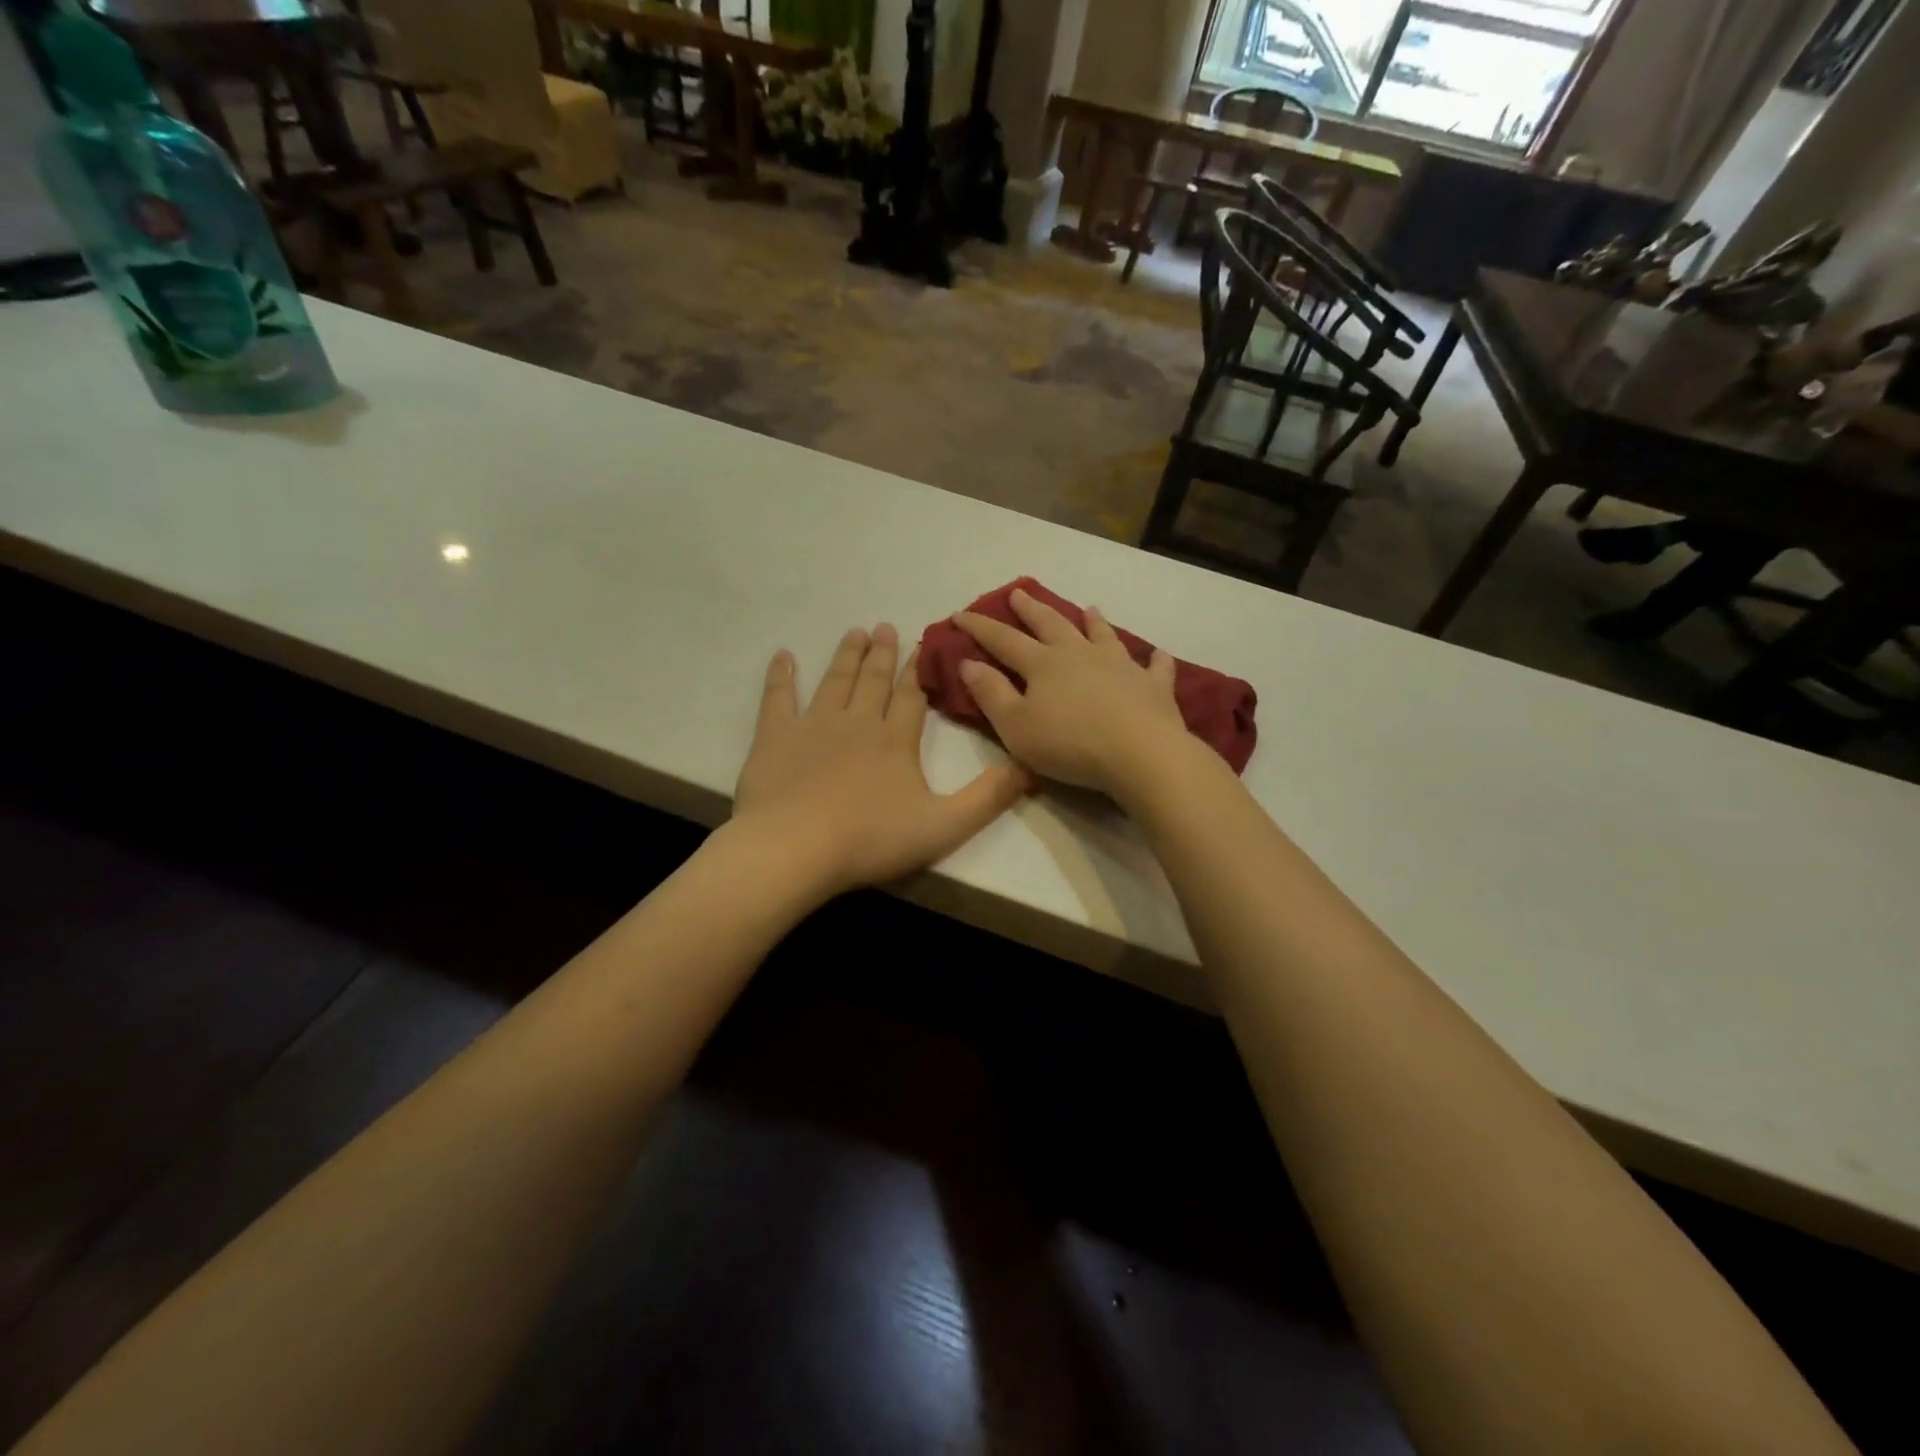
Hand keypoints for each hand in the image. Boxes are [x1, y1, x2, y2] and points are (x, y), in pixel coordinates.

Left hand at [733, 624, 1030, 895]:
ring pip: (834, 680)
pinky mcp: (775, 737)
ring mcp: (813, 725)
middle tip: (886, 627)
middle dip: (883, 653)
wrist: (795, 847)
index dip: (919, 670)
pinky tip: (783, 656)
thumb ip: (987, 798)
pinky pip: (778, 697)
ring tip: (855, 632)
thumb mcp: (944, 826)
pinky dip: (781, 675)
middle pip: (873, 680)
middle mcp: (857, 722)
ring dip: (846, 655)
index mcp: (895, 740)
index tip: (923, 644)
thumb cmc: (870, 839)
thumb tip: (1030, 767)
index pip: (912, 697)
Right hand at [954, 589, 1192, 798]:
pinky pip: (1154, 667)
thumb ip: (990, 693)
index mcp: (1043, 664)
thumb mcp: (1015, 725)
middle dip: (1032, 610)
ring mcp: (1120, 666)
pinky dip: (1154, 659)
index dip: (980, 627)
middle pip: (1051, 625)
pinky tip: (1156, 655)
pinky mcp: (1153, 686)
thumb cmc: (1070, 743)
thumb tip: (968, 663)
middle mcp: (1080, 654)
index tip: (960, 614)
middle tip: (1018, 593)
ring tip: (1090, 609)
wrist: (1140, 753)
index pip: (1003, 640)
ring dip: (1093, 622)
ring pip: (1103, 636)